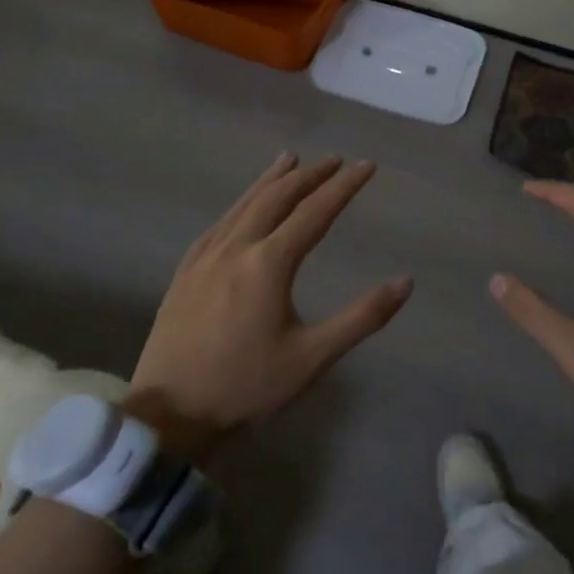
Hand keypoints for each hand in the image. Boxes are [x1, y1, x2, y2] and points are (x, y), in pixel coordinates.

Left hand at [128, 153, 412, 460]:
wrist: (168, 414)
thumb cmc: (246, 387)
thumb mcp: (312, 358)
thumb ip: (362, 318)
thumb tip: (405, 282)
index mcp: (269, 264)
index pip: (315, 211)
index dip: (344, 186)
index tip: (367, 165)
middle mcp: (236, 247)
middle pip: (278, 197)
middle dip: (310, 175)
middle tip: (335, 160)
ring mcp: (205, 255)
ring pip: (245, 203)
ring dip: (273, 179)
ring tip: (291, 159)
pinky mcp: (186, 269)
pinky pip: (221, 221)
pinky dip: (242, 202)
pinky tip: (245, 204)